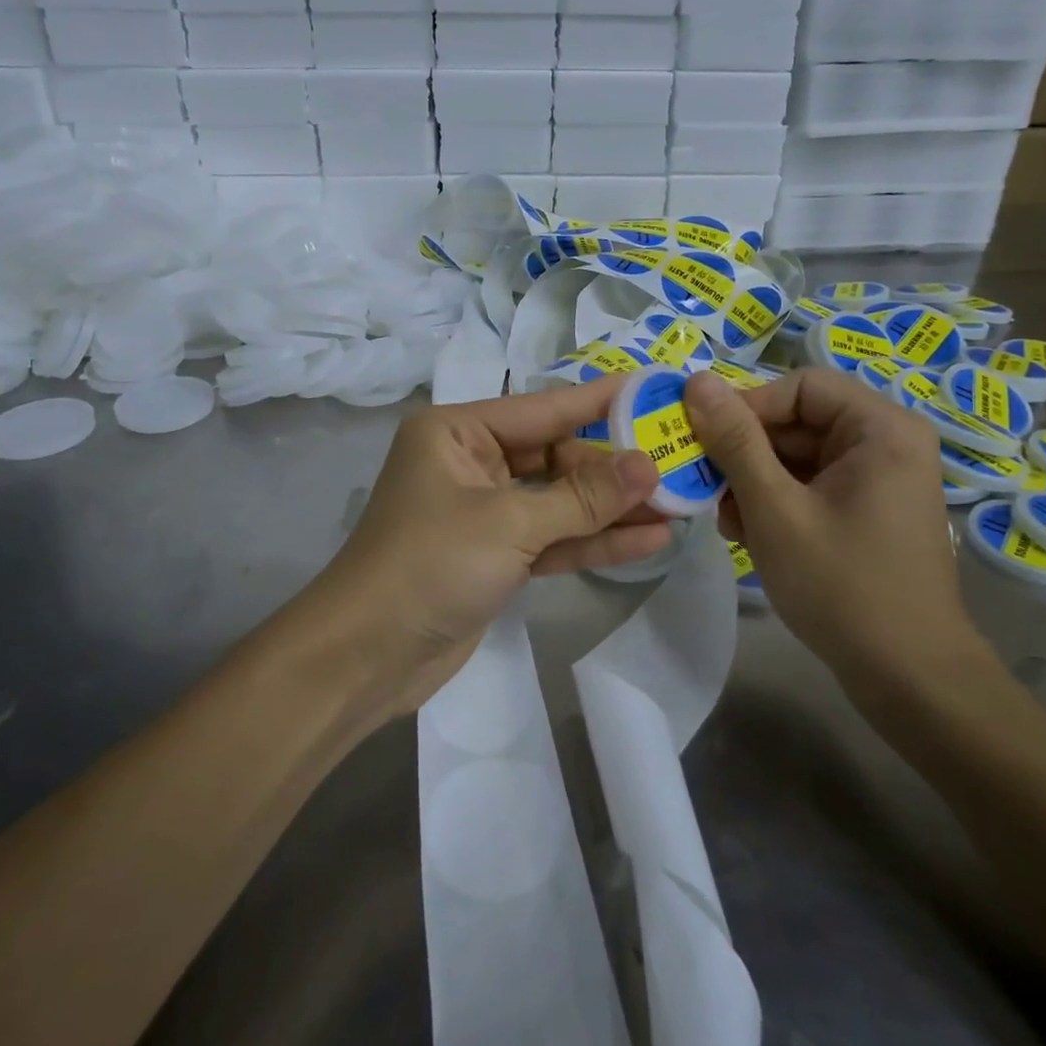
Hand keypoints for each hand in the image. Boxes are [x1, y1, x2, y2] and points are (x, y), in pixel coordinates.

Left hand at [314, 377, 667, 714]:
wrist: (366, 657)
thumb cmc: (430, 565)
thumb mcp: (510, 524)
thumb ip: (582, 497)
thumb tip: (649, 465)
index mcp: (458, 432)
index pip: (543, 408)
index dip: (600, 401)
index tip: (653, 389)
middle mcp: (471, 463)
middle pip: (555, 456)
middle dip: (614, 468)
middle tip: (678, 464)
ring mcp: (484, 512)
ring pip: (558, 501)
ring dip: (611, 508)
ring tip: (678, 506)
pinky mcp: (495, 556)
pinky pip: (551, 538)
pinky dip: (592, 541)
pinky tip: (647, 540)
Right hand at [683, 368, 991, 721]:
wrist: (908, 677)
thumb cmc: (841, 584)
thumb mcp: (774, 508)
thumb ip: (735, 441)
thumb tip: (697, 379)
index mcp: (881, 428)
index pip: (799, 386)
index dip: (747, 407)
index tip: (706, 443)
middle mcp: (888, 441)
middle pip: (799, 420)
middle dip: (747, 453)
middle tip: (707, 487)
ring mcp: (881, 478)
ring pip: (799, 454)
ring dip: (755, 480)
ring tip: (728, 521)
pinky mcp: (870, 508)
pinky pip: (813, 483)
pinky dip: (778, 500)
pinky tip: (750, 534)